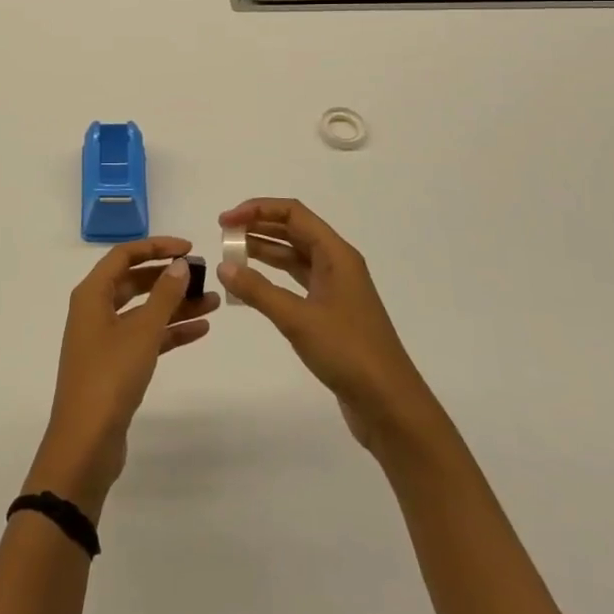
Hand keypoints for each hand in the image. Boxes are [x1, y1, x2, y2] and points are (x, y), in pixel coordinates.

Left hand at [27, 237, 218, 516]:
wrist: (86, 443)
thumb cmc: (110, 377)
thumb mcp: (142, 332)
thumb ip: (164, 295)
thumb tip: (180, 264)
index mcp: (92, 294)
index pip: (124, 255)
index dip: (157, 246)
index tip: (190, 248)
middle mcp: (95, 310)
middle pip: (135, 281)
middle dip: (169, 277)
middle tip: (204, 275)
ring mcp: (104, 338)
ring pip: (144, 311)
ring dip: (175, 305)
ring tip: (214, 303)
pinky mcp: (115, 365)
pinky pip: (146, 337)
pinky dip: (169, 332)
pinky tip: (200, 330)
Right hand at [218, 199, 432, 459]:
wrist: (389, 404)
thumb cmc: (348, 352)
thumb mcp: (298, 319)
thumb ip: (258, 290)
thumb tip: (223, 267)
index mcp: (336, 254)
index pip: (293, 213)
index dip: (257, 209)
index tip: (226, 222)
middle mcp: (337, 264)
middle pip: (294, 230)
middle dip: (258, 227)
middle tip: (223, 236)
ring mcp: (335, 288)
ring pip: (294, 256)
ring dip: (264, 251)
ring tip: (231, 255)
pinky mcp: (331, 312)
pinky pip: (297, 281)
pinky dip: (273, 277)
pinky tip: (252, 285)